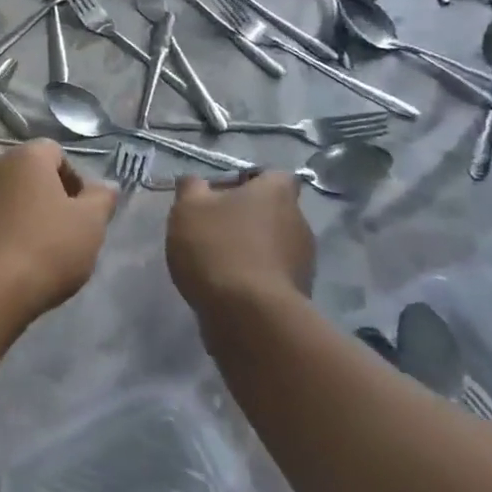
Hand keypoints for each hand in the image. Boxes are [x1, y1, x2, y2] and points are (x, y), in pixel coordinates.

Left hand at [0, 141, 115, 314]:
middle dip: (42, 198)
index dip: (72, 179)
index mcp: (26, 158)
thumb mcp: (89, 226)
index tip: (79, 213)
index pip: (54, 152)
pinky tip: (1, 264)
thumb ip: (100, 201)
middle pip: (24, 174)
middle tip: (57, 235)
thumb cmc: (44, 249)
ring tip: (28, 254)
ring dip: (14, 216)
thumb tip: (104, 187)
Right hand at [167, 171, 315, 312]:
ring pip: (273, 244)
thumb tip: (195, 182)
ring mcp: (303, 260)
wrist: (248, 316)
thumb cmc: (218, 247)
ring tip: (217, 261)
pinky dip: (255, 276)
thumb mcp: (188, 208)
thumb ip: (191, 188)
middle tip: (213, 227)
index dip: (247, 182)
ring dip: (251, 248)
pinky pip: (273, 274)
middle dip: (247, 217)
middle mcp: (298, 221)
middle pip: (272, 211)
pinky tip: (229, 287)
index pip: (272, 176)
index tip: (220, 195)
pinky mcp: (299, 294)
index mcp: (277, 193)